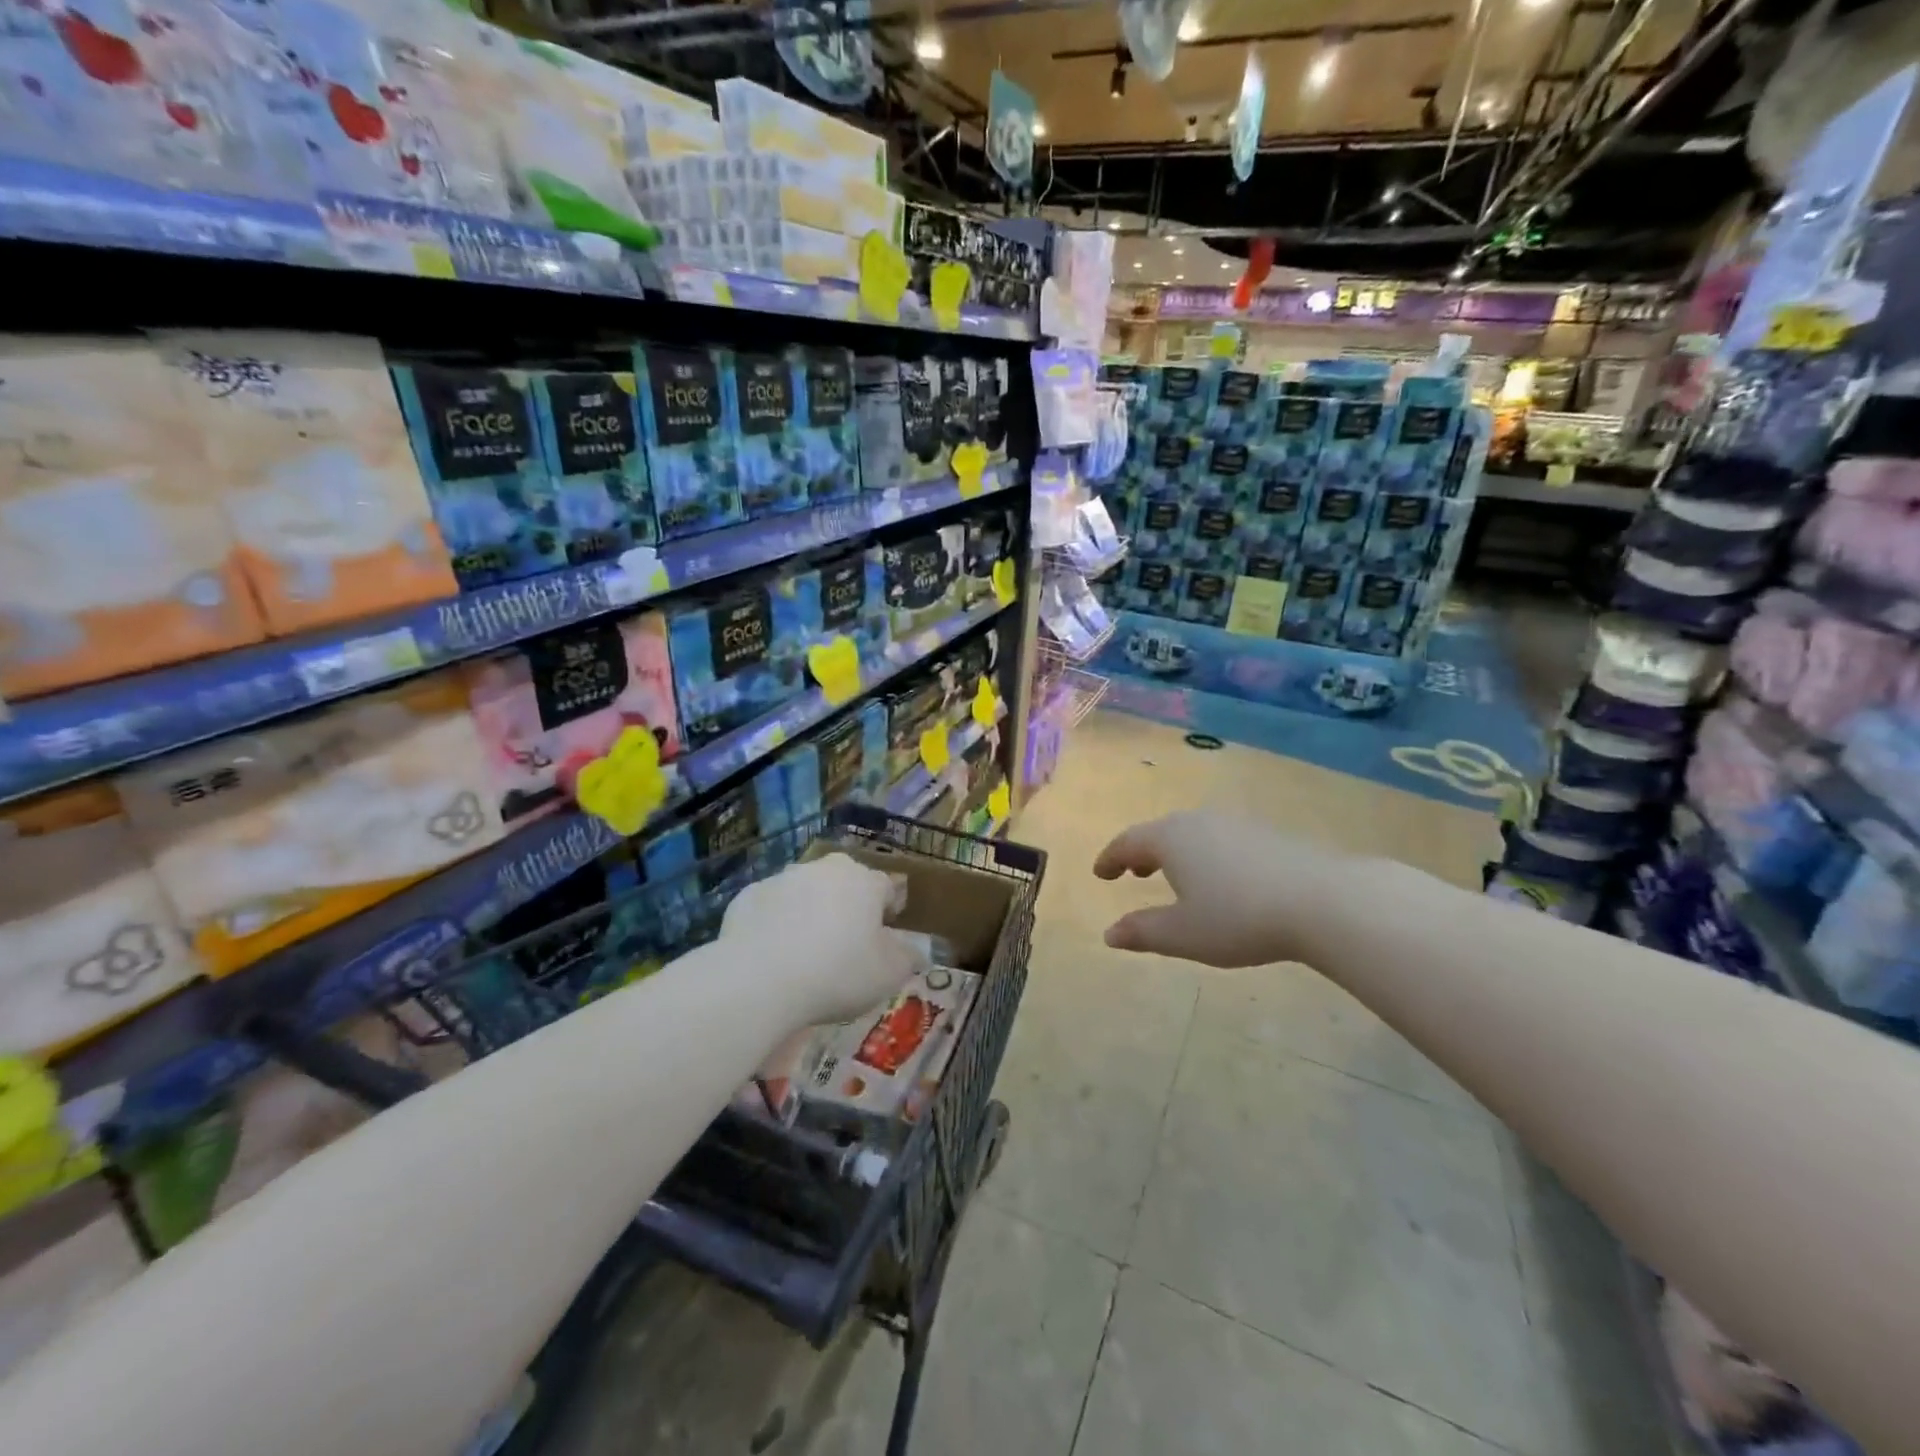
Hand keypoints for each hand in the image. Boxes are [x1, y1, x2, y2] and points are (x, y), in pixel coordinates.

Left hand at [722, 853, 926, 1024]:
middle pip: (844, 883)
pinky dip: (775, 924)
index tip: (883, 937)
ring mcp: (783, 878)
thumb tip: (914, 951)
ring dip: (810, 912)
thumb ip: (907, 958)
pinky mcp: (748, 896)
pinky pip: (771, 908)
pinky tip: (772, 956)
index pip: (886, 888)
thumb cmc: (837, 974)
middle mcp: (825, 869)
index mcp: (864, 881)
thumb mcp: (889, 975)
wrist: (759, 980)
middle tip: (844, 944)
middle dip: (848, 906)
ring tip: (805, 954)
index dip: (888, 911)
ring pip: (805, 892)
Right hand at [1094, 812, 1338, 967]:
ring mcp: (1235, 824)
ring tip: (1175, 876)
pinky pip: (1220, 840)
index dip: (1110, 858)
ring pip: (1192, 833)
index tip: (1100, 873)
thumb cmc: (1238, 918)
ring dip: (1175, 853)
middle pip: (1160, 832)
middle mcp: (1198, 822)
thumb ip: (1142, 931)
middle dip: (1142, 852)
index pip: (1128, 842)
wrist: (1321, 901)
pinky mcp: (1267, 835)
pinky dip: (1205, 855)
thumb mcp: (1183, 934)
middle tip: (1133, 872)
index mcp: (1170, 839)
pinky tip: (1221, 879)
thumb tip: (1109, 933)